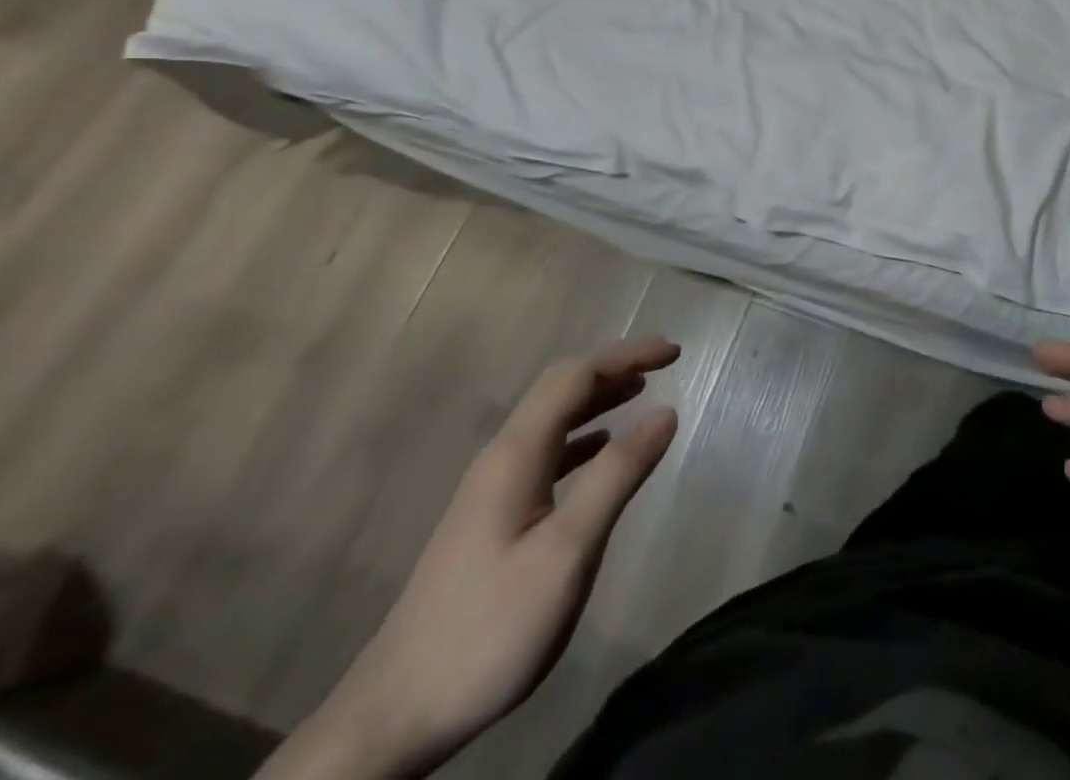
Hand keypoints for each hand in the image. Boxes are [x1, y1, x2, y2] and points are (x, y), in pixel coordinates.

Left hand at [260, 338, 681, 779]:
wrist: (394, 717)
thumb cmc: (489, 627)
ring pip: (552, 423)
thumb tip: (665, 412)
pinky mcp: (491, 522)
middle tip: (664, 365)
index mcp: (516, 455)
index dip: (626, 356)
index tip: (674, 352)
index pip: (574, 377)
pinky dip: (584, 438)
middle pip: (560, 391)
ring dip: (599, 400)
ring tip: (641, 394)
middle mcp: (501, 460)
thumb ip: (617, 474)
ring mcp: (491, 492)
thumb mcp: (567, 550)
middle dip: (614, 369)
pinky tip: (602, 452)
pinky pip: (547, 455)